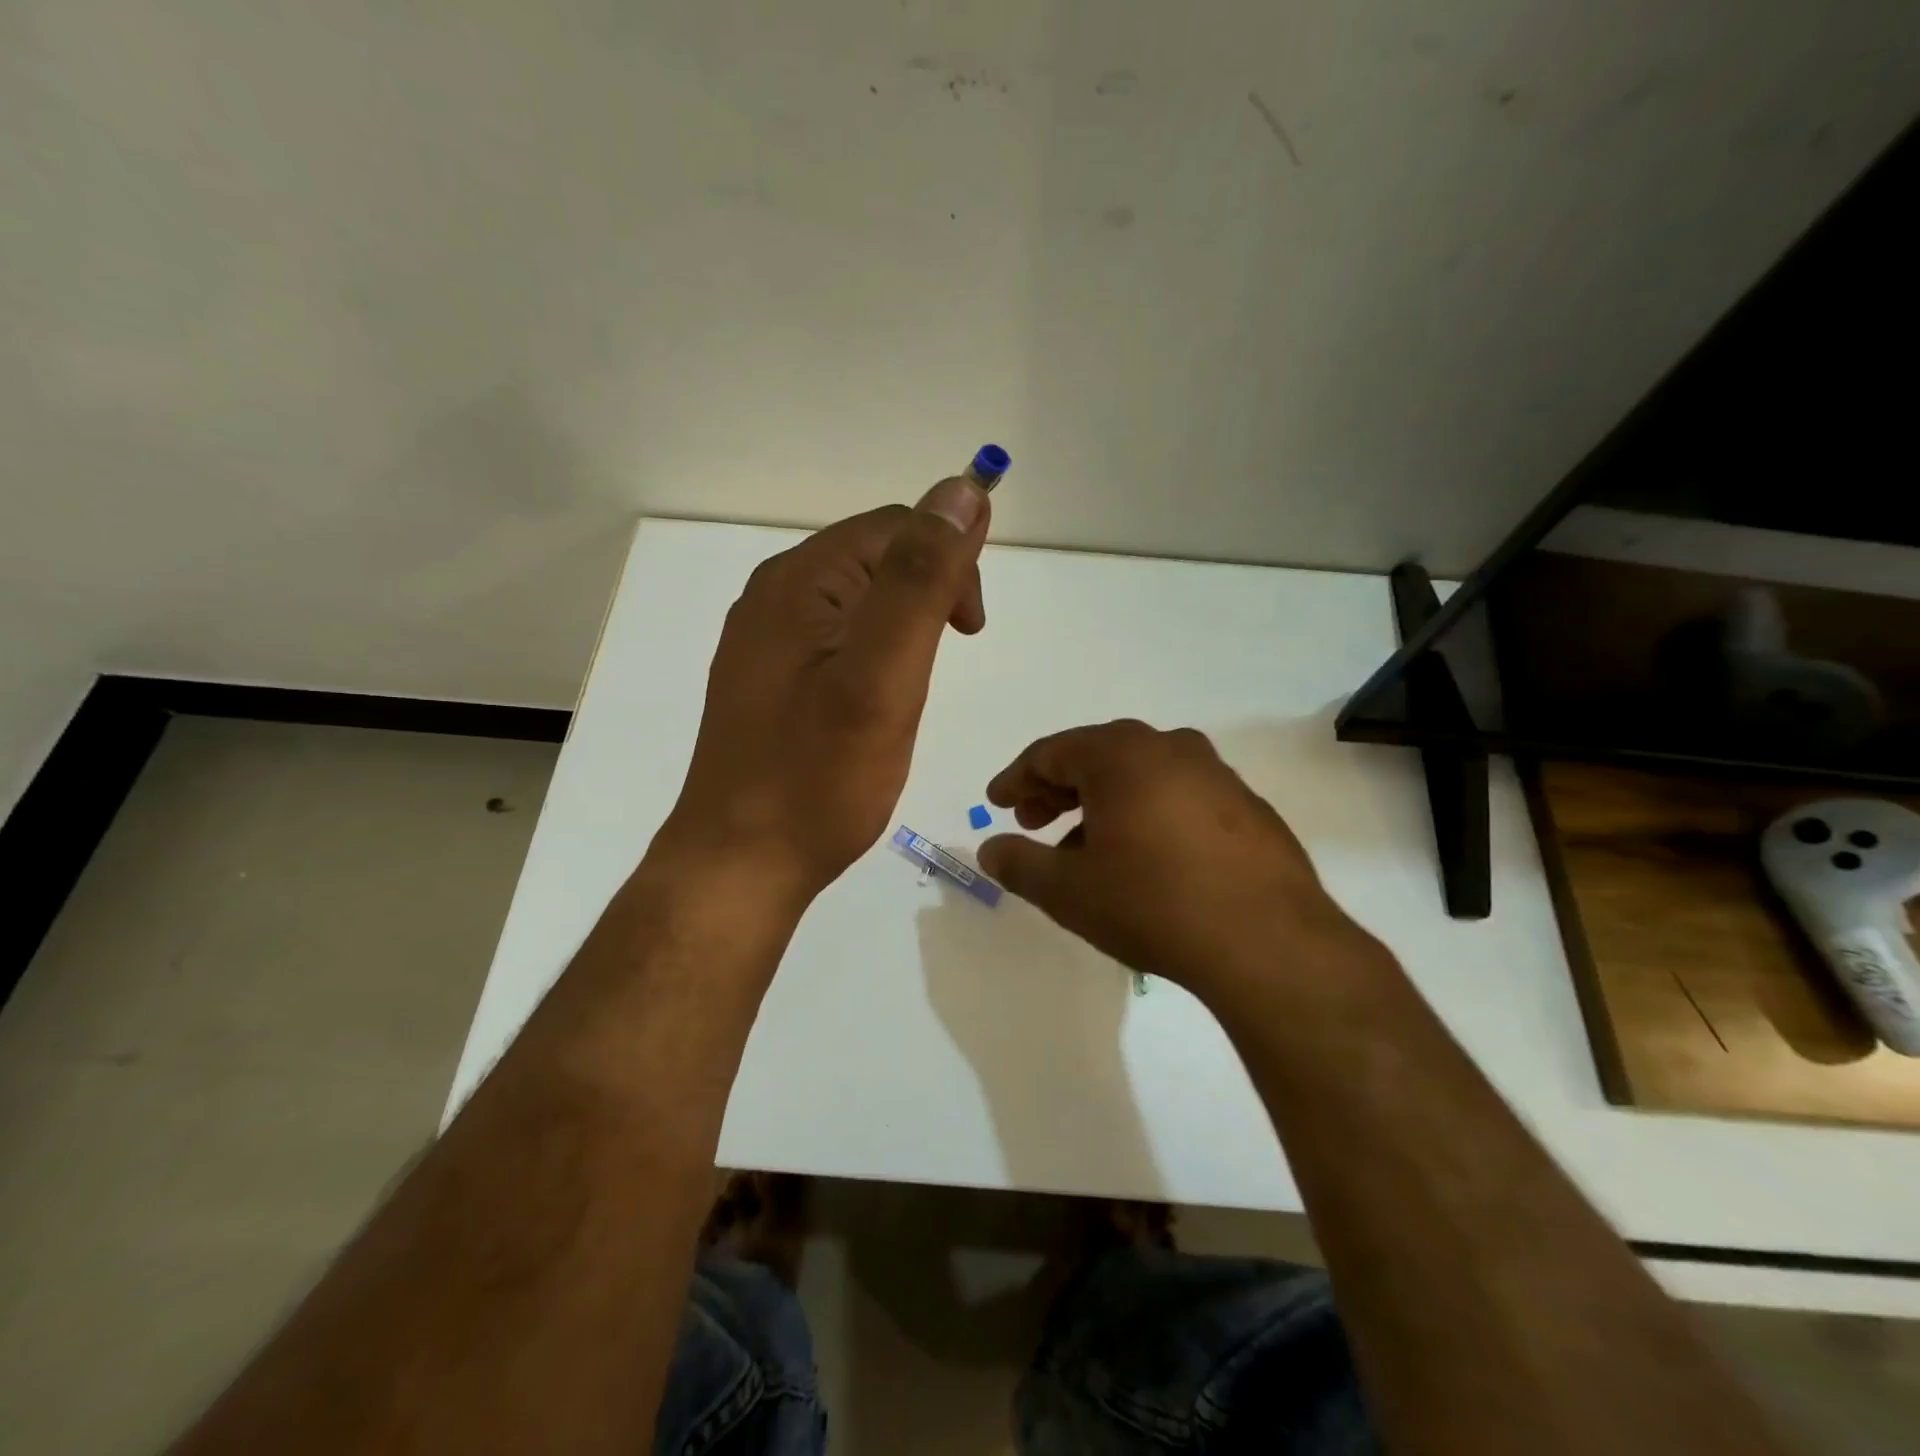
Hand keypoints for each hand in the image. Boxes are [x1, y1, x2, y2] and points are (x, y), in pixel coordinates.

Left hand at [662, 479, 990, 901]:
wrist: (741, 863)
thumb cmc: (819, 777)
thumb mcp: (883, 675)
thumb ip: (921, 581)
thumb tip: (961, 490)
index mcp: (799, 581)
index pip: (895, 527)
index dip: (949, 562)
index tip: (971, 632)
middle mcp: (774, 597)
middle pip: (874, 558)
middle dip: (927, 593)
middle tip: (946, 661)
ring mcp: (765, 641)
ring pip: (857, 601)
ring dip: (903, 627)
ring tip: (915, 688)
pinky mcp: (768, 681)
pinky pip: (835, 640)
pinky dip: (873, 655)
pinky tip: (876, 702)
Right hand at [977, 721, 1358, 998]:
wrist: (1268, 943)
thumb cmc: (1152, 904)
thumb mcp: (1068, 891)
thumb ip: (1019, 864)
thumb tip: (990, 849)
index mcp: (1121, 755)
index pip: (1051, 753)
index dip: (1017, 779)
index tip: (997, 803)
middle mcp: (1169, 747)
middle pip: (1096, 756)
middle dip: (1057, 788)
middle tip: (1033, 822)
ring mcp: (1215, 774)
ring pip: (1140, 774)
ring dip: (1102, 802)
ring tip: (1085, 846)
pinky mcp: (1247, 806)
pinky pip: (1178, 795)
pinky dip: (1147, 812)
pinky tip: (1144, 856)